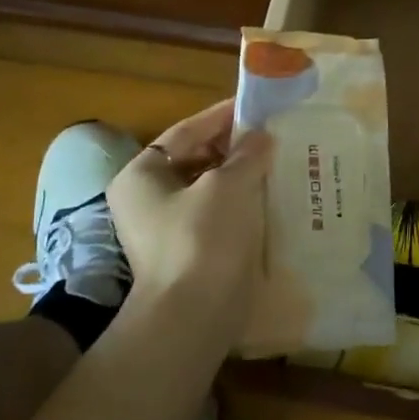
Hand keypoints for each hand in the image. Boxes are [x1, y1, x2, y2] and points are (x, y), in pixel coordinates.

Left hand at [106, 98, 272, 335]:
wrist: (195, 313)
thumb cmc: (202, 238)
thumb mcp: (228, 185)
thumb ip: (247, 154)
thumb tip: (262, 137)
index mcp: (141, 175)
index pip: (183, 132)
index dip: (219, 117)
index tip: (254, 106)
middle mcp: (147, 198)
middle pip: (195, 158)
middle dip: (233, 147)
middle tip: (271, 134)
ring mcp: (167, 227)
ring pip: (209, 187)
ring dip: (240, 173)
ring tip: (277, 160)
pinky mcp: (190, 249)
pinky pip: (217, 212)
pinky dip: (241, 200)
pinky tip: (271, 194)